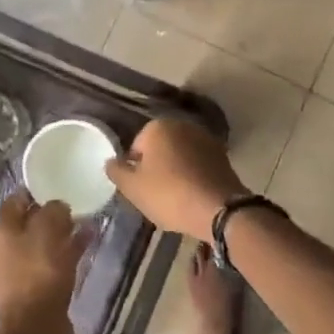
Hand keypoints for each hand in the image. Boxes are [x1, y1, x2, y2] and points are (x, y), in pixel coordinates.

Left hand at [0, 192, 82, 333]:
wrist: (36, 329)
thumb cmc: (38, 271)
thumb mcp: (48, 229)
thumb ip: (54, 210)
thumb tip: (58, 206)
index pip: (17, 200)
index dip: (38, 192)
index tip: (61, 187)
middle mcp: (2, 250)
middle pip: (29, 223)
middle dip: (52, 215)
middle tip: (77, 207)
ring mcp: (16, 273)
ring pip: (42, 245)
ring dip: (62, 235)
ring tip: (87, 224)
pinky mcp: (32, 292)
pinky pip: (50, 264)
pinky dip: (66, 254)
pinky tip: (87, 246)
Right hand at [104, 118, 248, 238]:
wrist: (219, 209)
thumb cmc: (169, 195)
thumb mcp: (133, 188)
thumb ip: (117, 171)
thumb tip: (111, 161)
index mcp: (157, 126)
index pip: (136, 146)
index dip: (135, 169)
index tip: (140, 189)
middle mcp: (182, 124)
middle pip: (160, 148)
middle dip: (156, 167)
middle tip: (155, 194)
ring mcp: (205, 137)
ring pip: (180, 155)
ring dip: (176, 170)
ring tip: (175, 197)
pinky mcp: (222, 154)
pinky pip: (198, 163)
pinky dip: (193, 175)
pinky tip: (193, 195)